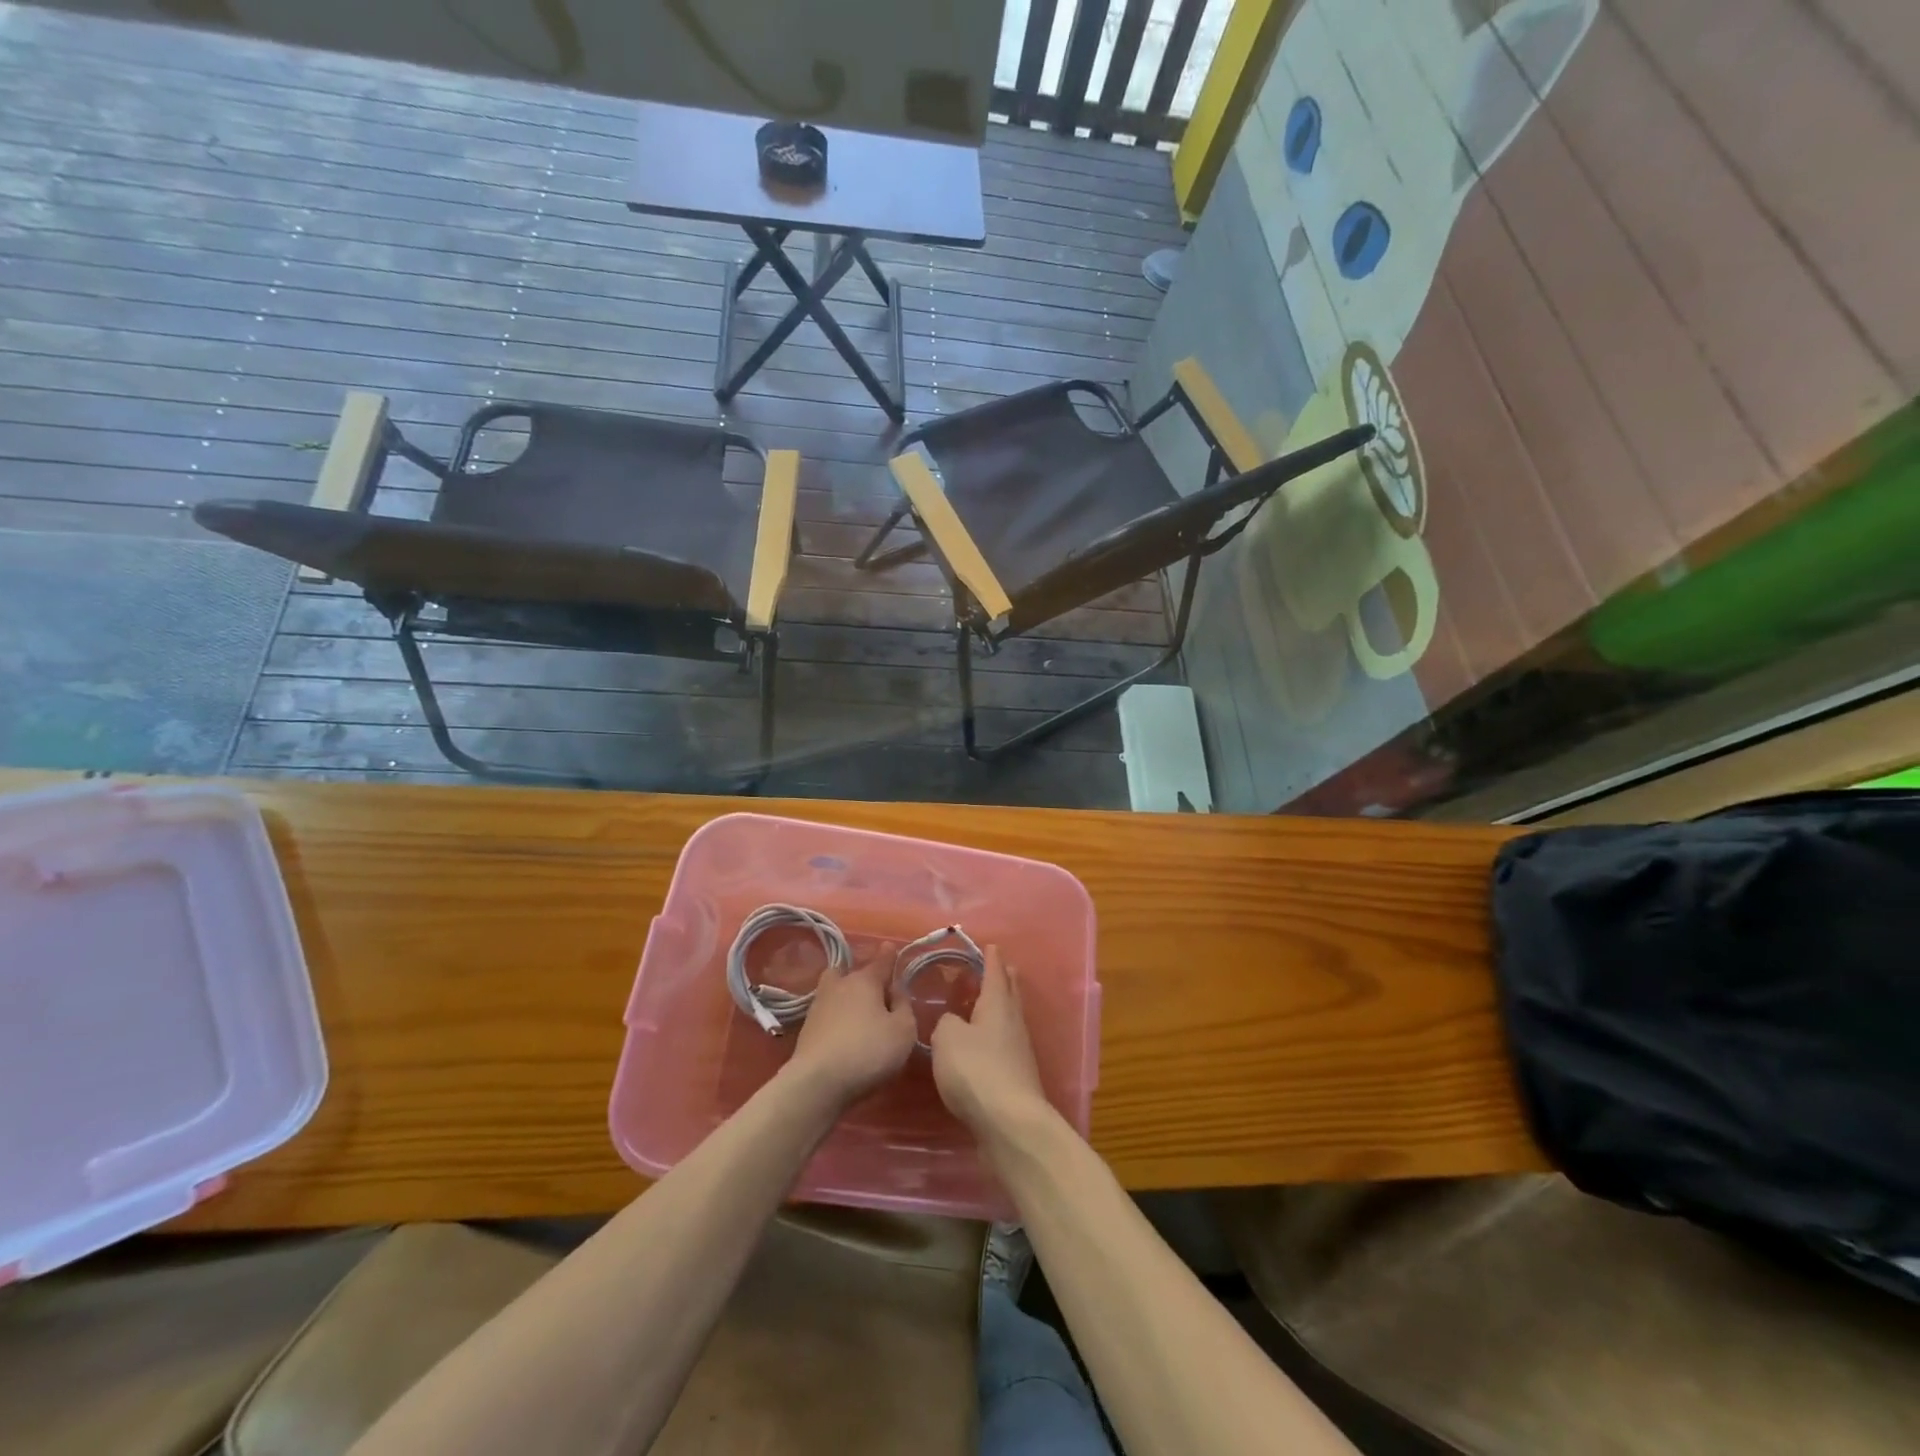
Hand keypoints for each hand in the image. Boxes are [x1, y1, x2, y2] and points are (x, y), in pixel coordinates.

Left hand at [783, 958, 916, 1109]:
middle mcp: (839, 986)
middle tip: (875, 991)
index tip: (889, 946)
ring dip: (845, 996)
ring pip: (834, 991)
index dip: (888, 955)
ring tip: (858, 1013)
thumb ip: (903, 1006)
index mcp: (865, 981)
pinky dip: (835, 1018)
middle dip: (861, 976)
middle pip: (850, 972)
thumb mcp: (903, 1030)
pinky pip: (826, 1013)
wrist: (818, 1082)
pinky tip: (843, 1032)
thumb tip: (895, 990)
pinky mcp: (806, 1029)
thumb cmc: (869, 1051)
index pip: (881, 962)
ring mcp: (819, 1006)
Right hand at [929, 947, 1048, 1135]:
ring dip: (999, 1007)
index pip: (995, 972)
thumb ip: (947, 1022)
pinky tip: (982, 1043)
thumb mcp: (948, 1038)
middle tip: (996, 967)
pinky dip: (995, 1035)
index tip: (990, 944)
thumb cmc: (976, 1070)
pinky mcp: (1016, 1076)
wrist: (1009, 1122)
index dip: (991, 958)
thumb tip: (954, 1023)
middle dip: (1003, 978)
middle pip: (1010, 992)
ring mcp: (1018, 1050)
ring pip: (1009, 1018)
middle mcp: (1012, 1022)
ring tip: (984, 1003)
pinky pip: (1004, 1043)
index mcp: (997, 1004)